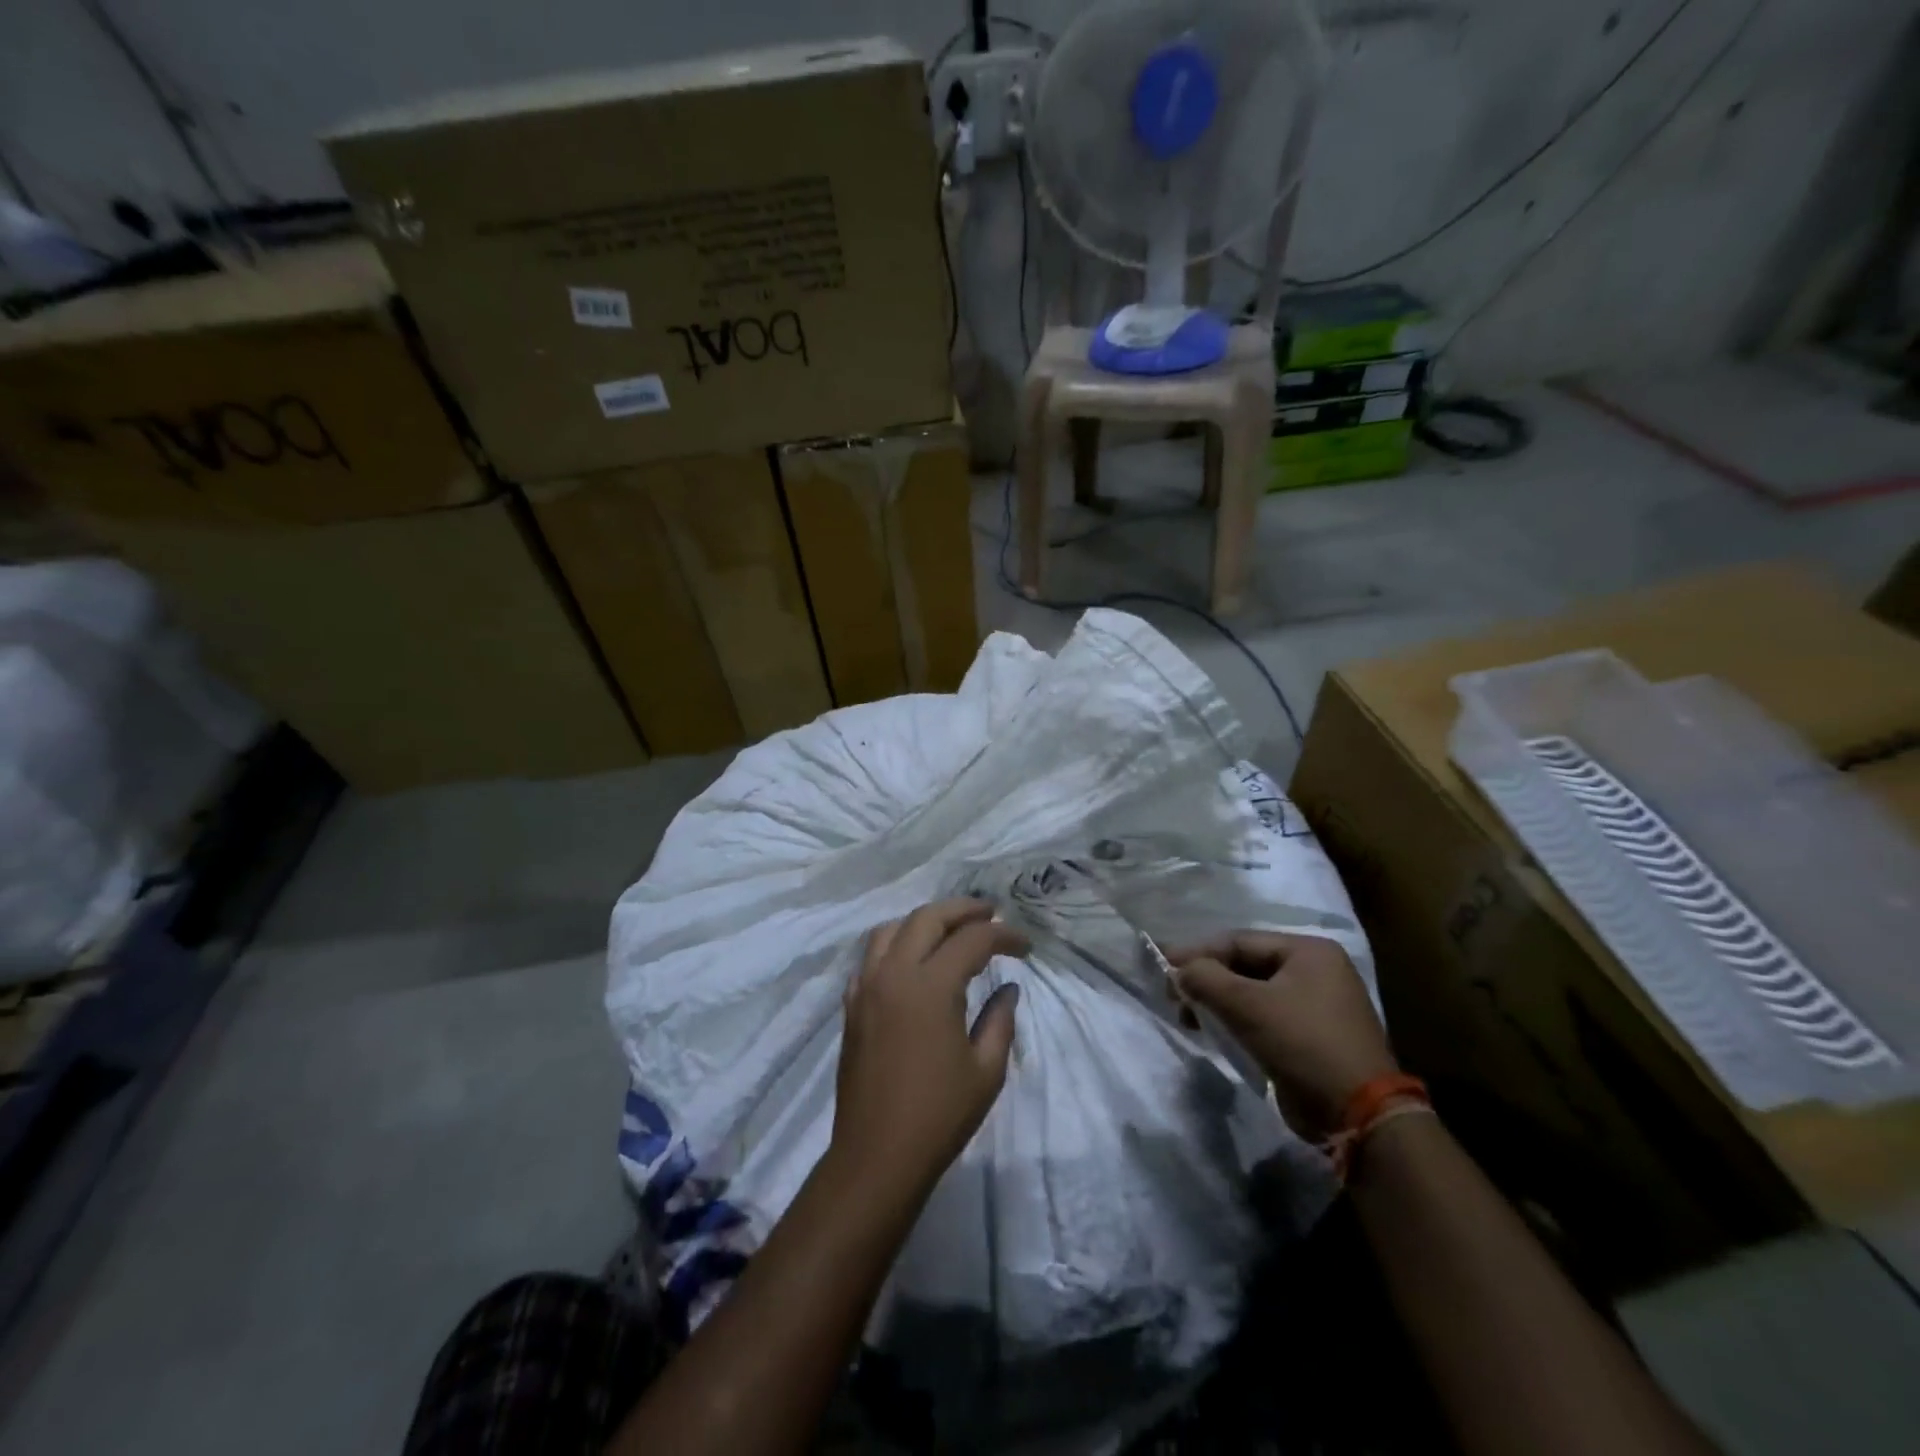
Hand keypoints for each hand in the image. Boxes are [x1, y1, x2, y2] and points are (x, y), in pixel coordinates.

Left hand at [832, 899, 1028, 1201]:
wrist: (877, 1156)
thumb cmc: (939, 1115)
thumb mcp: (986, 1070)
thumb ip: (1000, 1020)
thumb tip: (1008, 988)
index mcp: (930, 986)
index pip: (972, 940)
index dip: (1004, 937)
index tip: (1026, 948)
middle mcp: (894, 974)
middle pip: (928, 918)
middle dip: (963, 910)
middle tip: (990, 915)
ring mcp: (866, 987)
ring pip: (892, 929)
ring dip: (925, 921)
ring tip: (951, 930)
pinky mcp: (852, 1005)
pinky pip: (872, 957)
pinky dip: (896, 945)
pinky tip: (913, 962)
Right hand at [1166, 932, 1395, 1142]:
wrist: (1359, 1115)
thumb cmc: (1302, 1043)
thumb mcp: (1247, 1005)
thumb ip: (1205, 978)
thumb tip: (1178, 970)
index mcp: (1309, 951)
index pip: (1239, 941)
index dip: (1197, 952)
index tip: (1163, 965)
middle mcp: (1317, 970)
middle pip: (1246, 965)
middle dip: (1207, 979)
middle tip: (1173, 995)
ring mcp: (1319, 1004)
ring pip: (1254, 992)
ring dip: (1219, 1002)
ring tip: (1190, 1018)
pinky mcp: (1314, 1036)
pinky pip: (1266, 1016)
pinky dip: (1238, 1020)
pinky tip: (1217, 1032)